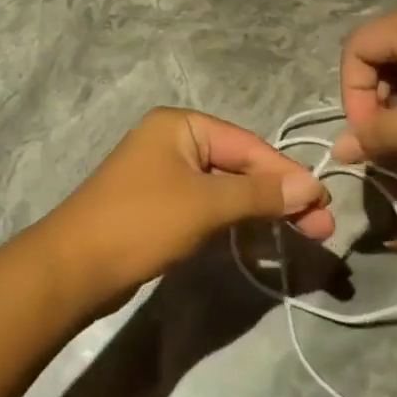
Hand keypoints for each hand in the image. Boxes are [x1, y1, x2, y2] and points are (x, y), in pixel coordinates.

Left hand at [40, 107, 333, 305]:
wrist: (72, 270)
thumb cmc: (141, 223)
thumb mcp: (206, 205)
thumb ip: (260, 193)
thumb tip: (311, 186)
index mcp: (182, 126)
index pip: (248, 145)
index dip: (287, 174)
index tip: (323, 203)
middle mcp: (174, 142)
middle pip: (239, 166)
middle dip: (279, 196)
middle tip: (320, 227)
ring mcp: (165, 176)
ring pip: (226, 190)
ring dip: (261, 212)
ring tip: (302, 234)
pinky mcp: (160, 207)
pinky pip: (208, 208)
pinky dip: (234, 223)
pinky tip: (261, 241)